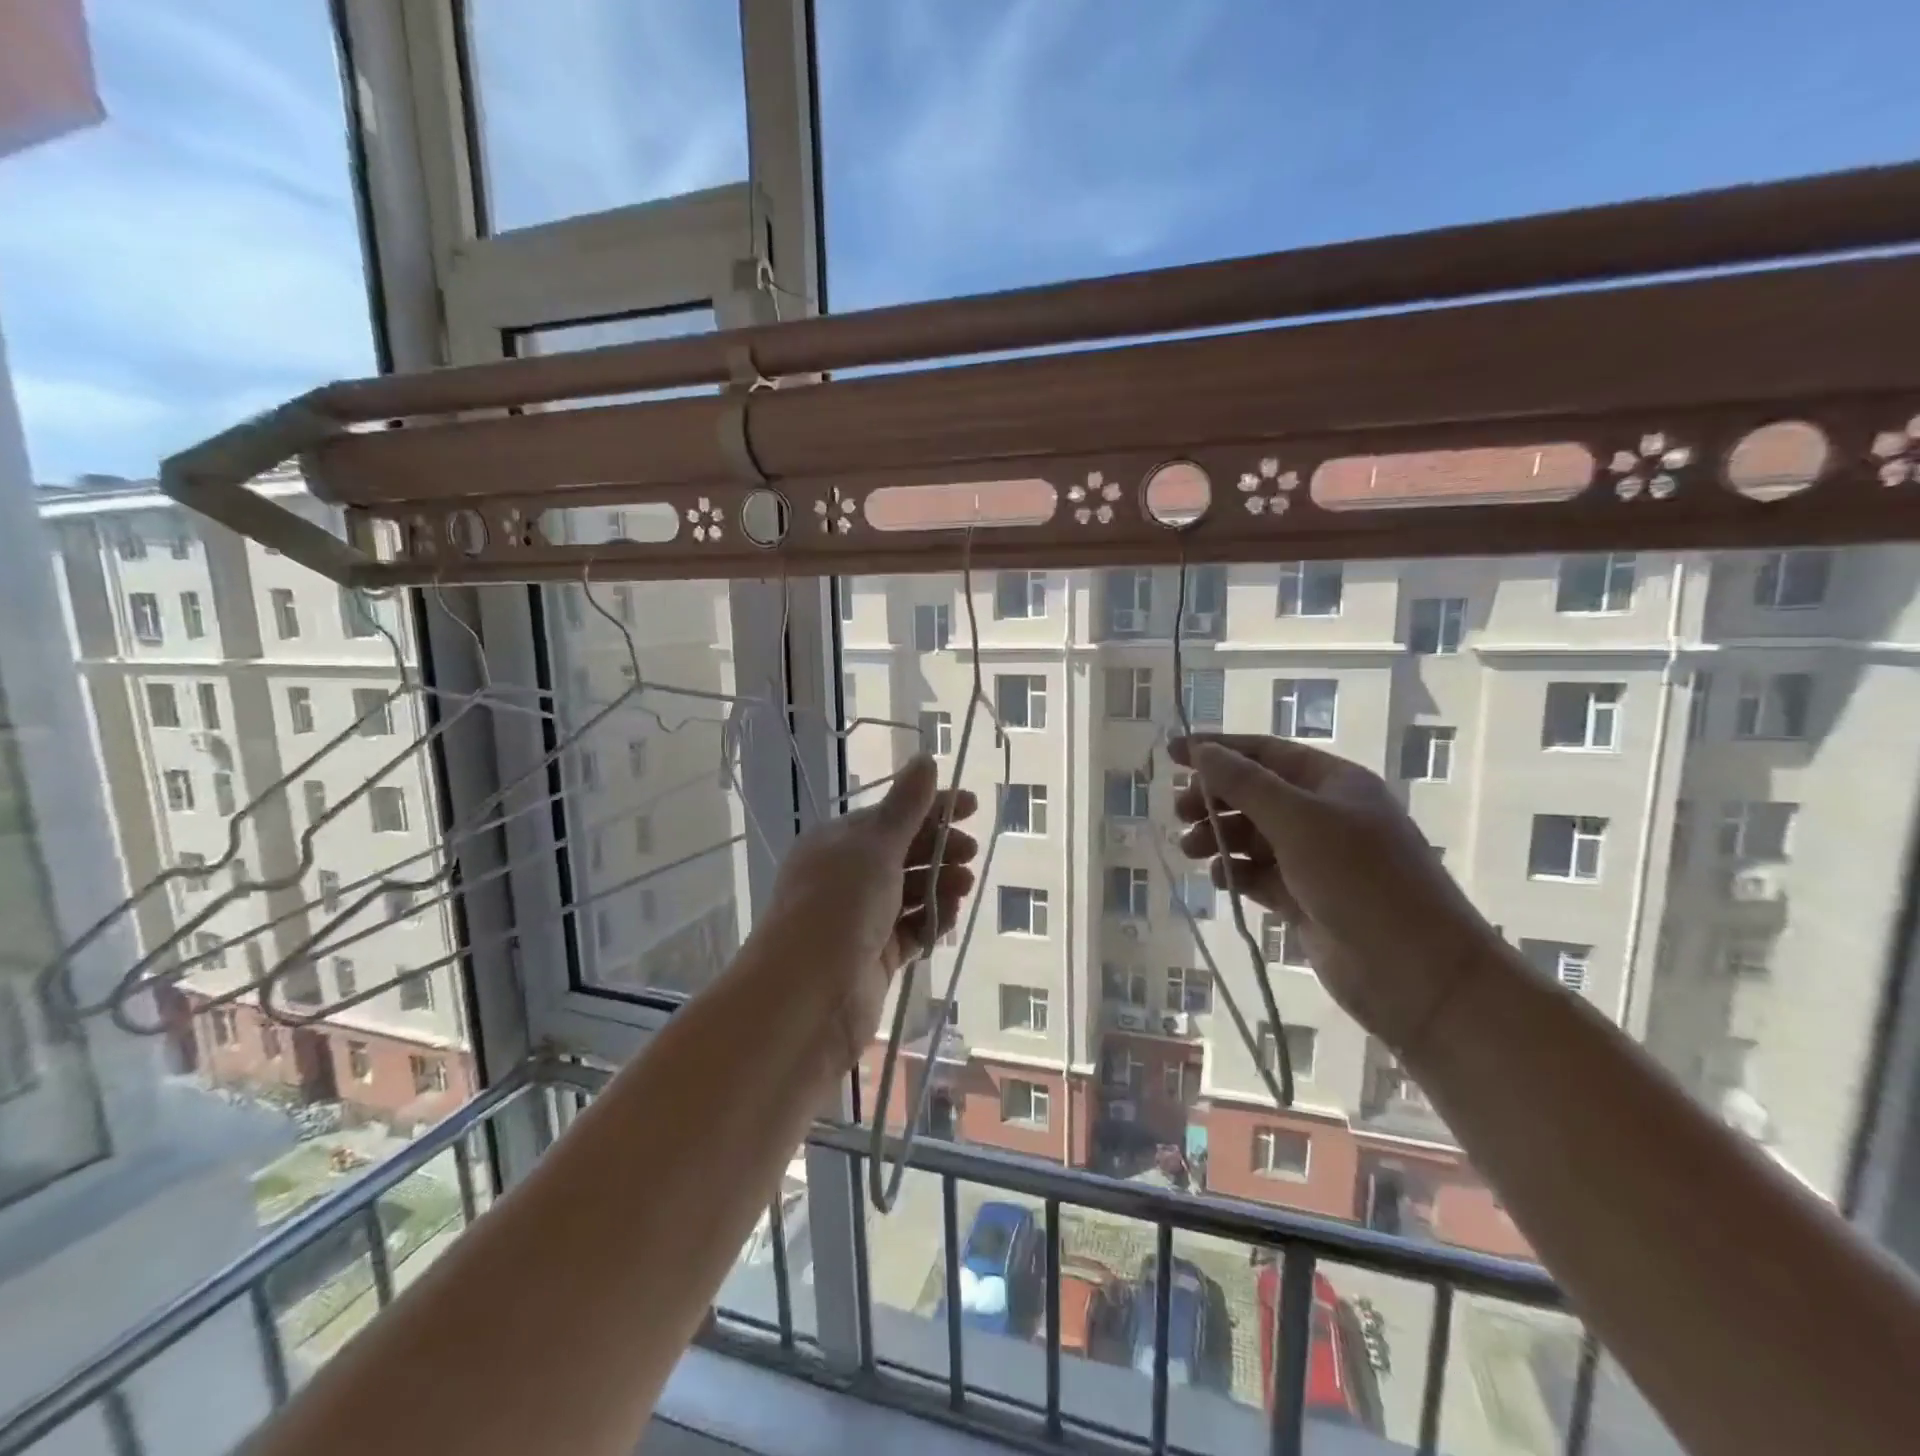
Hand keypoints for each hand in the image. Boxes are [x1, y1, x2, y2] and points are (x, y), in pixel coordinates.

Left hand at [752, 755, 977, 1067]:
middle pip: (903, 853)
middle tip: (970, 852)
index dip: (933, 808)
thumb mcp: (874, 847)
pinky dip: (931, 922)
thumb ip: (906, 806)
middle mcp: (846, 876)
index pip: (893, 815)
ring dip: (939, 885)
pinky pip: (911, 930)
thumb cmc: (838, 906)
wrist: (806, 996)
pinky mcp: (875, 957)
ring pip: (910, 893)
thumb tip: (926, 759)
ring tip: (964, 885)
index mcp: (838, 842)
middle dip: (940, 849)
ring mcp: (860, 918)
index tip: (972, 806)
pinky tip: (948, 918)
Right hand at [1171, 734, 1497, 1058]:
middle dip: (1214, 798)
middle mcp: (1324, 815)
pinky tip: (1220, 879)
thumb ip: (1245, 784)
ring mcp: (1314, 859)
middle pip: (1254, 794)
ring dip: (1218, 837)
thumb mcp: (1300, 821)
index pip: (1265, 753)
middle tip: (1179, 813)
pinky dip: (1235, 872)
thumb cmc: (1361, 880)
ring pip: (1252, 836)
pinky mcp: (1304, 899)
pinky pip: (1258, 875)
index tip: (1172, 754)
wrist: (1416, 973)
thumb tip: (1201, 752)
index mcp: (1333, 783)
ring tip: (1191, 849)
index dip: (1217, 749)